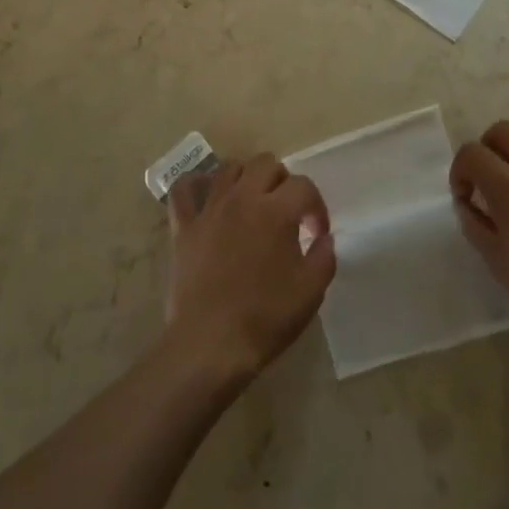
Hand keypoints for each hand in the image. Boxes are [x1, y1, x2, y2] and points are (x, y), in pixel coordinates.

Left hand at [165, 155, 335, 385]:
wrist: (210, 344)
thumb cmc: (265, 319)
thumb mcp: (310, 292)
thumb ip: (324, 257)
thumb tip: (324, 238)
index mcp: (276, 211)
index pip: (304, 186)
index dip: (316, 206)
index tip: (317, 233)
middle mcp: (242, 198)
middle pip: (267, 164)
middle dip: (283, 183)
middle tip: (287, 213)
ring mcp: (210, 208)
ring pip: (230, 167)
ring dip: (247, 178)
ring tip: (253, 203)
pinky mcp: (184, 224)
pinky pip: (184, 188)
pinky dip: (196, 185)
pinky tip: (208, 196)